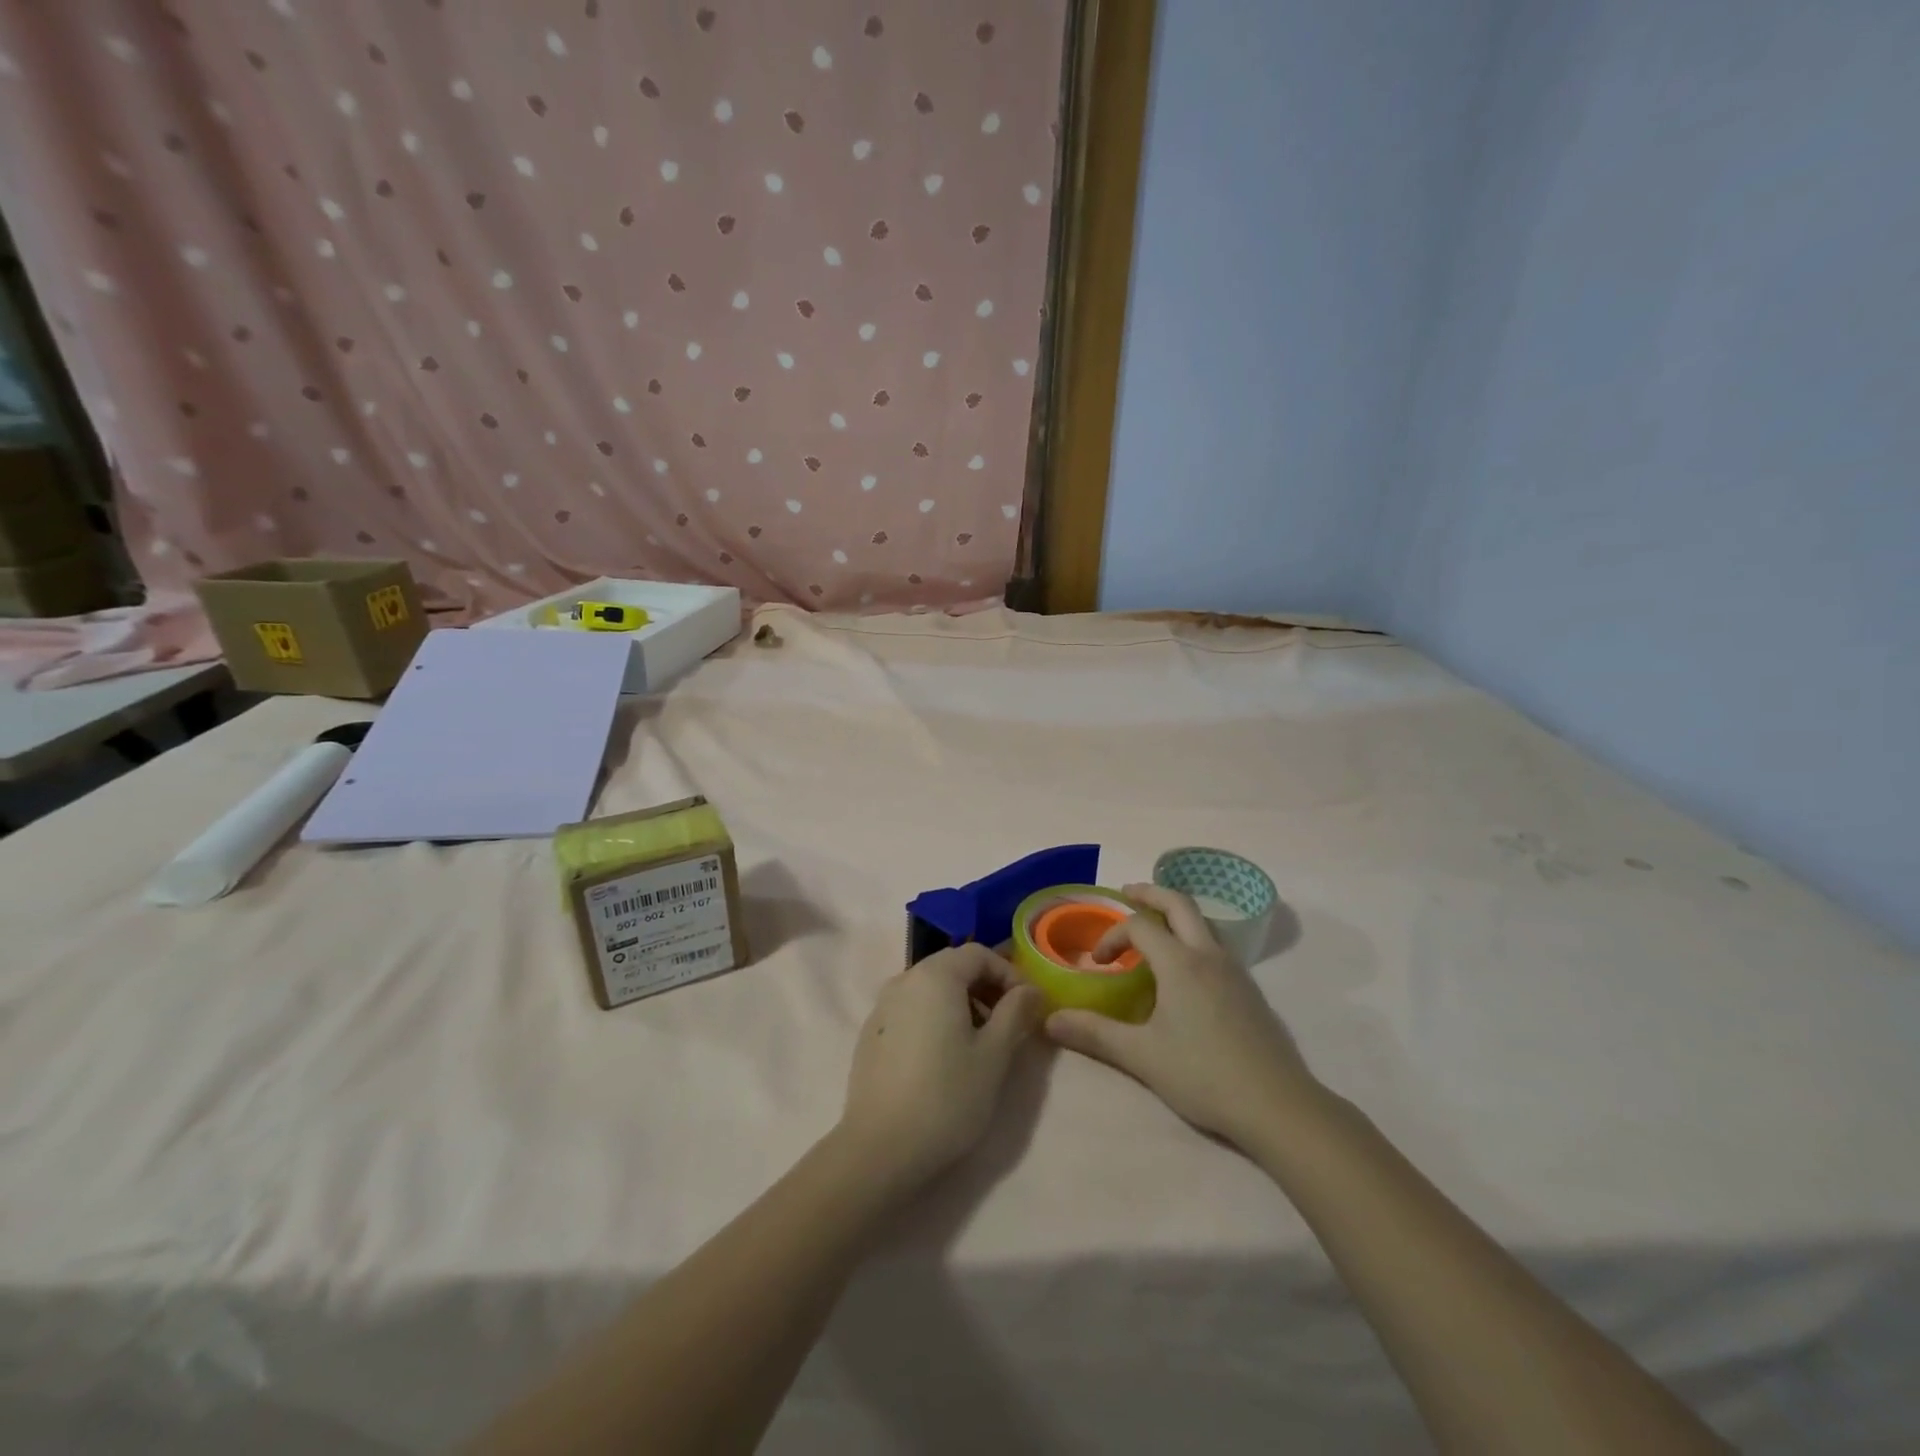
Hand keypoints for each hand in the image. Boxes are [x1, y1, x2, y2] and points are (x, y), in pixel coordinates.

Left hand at [839, 944, 1046, 1188]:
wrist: (880, 1148)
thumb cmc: (947, 1096)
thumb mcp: (994, 1055)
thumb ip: (1015, 1012)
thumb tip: (1030, 989)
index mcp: (935, 976)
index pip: (978, 953)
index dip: (1008, 973)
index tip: (1027, 1006)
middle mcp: (904, 980)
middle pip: (952, 967)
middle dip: (985, 988)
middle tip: (1008, 1024)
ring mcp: (882, 1007)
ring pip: (931, 989)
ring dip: (961, 1004)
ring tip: (980, 1044)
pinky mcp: (871, 1034)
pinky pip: (912, 1010)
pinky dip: (935, 1019)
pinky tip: (944, 1058)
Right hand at [1045, 884, 1320, 1148]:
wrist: (1278, 1106)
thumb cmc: (1204, 1075)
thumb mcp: (1141, 1056)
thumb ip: (1095, 1033)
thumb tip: (1049, 1020)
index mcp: (1180, 963)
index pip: (1139, 925)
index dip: (1112, 935)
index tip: (1098, 963)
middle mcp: (1209, 955)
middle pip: (1179, 903)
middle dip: (1150, 893)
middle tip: (1126, 893)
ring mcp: (1235, 970)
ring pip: (1203, 922)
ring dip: (1175, 915)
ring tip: (1153, 929)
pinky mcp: (1250, 990)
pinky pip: (1216, 945)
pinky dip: (1192, 938)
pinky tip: (1185, 972)